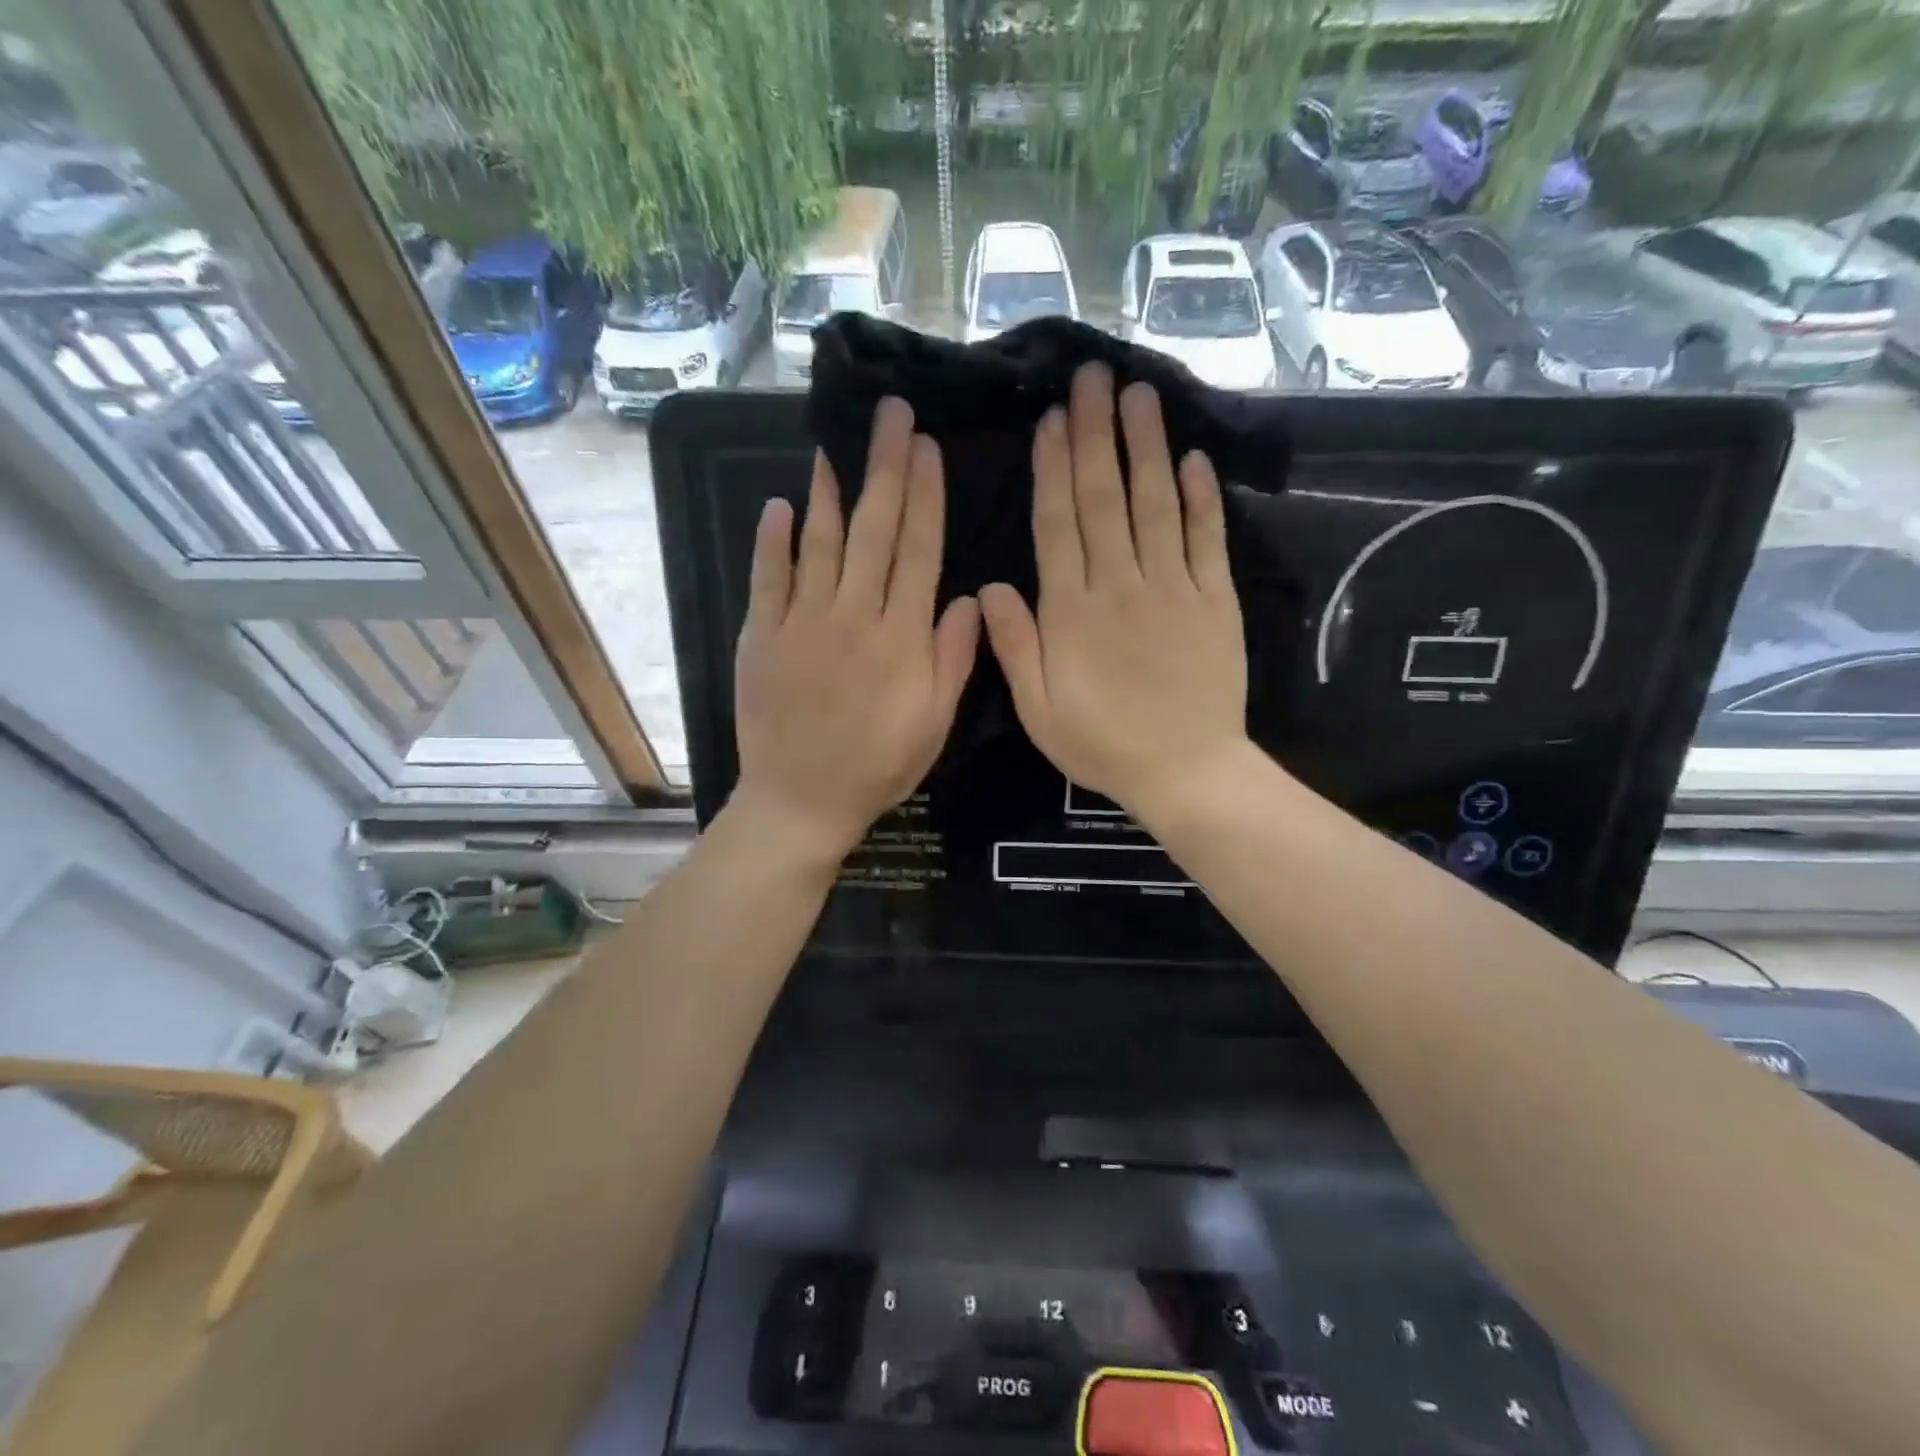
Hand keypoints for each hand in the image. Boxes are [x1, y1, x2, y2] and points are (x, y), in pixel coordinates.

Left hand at [732, 396, 980, 864]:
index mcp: (901, 636)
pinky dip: (771, 542)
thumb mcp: (935, 723)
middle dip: (884, 467)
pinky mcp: (762, 637)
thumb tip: (968, 598)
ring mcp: (802, 622)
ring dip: (828, 490)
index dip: (925, 495)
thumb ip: (953, 658)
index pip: (918, 550)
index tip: (927, 447)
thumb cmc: (879, 765)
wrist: (802, 799)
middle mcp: (853, 615)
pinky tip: (777, 507)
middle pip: (873, 530)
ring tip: (833, 444)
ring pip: (819, 542)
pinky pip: (767, 579)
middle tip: (888, 414)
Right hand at [979, 363, 1249, 822]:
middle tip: (1093, 377)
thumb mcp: (1039, 709)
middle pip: (1105, 499)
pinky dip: (1202, 498)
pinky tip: (1193, 458)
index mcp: (1073, 611)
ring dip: (1145, 447)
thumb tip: (992, 586)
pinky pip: (1208, 539)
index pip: (1059, 525)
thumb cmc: (1103, 743)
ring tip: (1139, 395)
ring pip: (1156, 504)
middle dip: (1096, 435)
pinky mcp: (1216, 600)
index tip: (1052, 420)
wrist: (1186, 771)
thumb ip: (1015, 646)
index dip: (1053, 469)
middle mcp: (1121, 584)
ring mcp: (1174, 587)